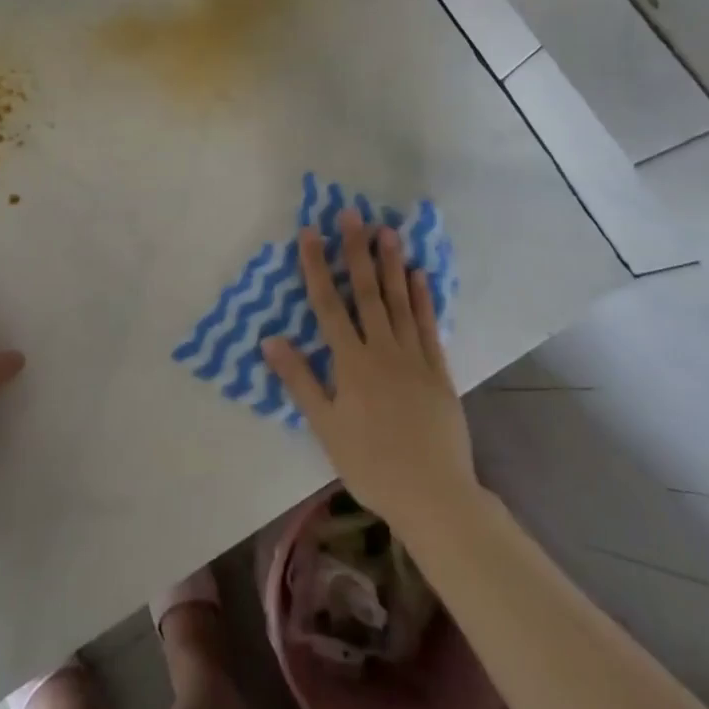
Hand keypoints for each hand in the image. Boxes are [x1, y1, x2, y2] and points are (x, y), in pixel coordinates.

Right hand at [261, 210, 476, 531]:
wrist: (433, 494)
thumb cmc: (370, 463)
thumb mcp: (325, 426)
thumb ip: (299, 380)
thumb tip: (269, 339)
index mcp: (351, 363)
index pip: (328, 305)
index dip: (317, 267)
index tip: (311, 232)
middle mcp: (381, 349)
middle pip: (366, 292)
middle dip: (356, 251)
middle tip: (353, 214)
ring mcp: (413, 357)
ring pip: (399, 301)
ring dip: (391, 264)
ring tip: (387, 230)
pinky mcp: (438, 370)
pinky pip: (428, 326)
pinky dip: (422, 298)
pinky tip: (419, 274)